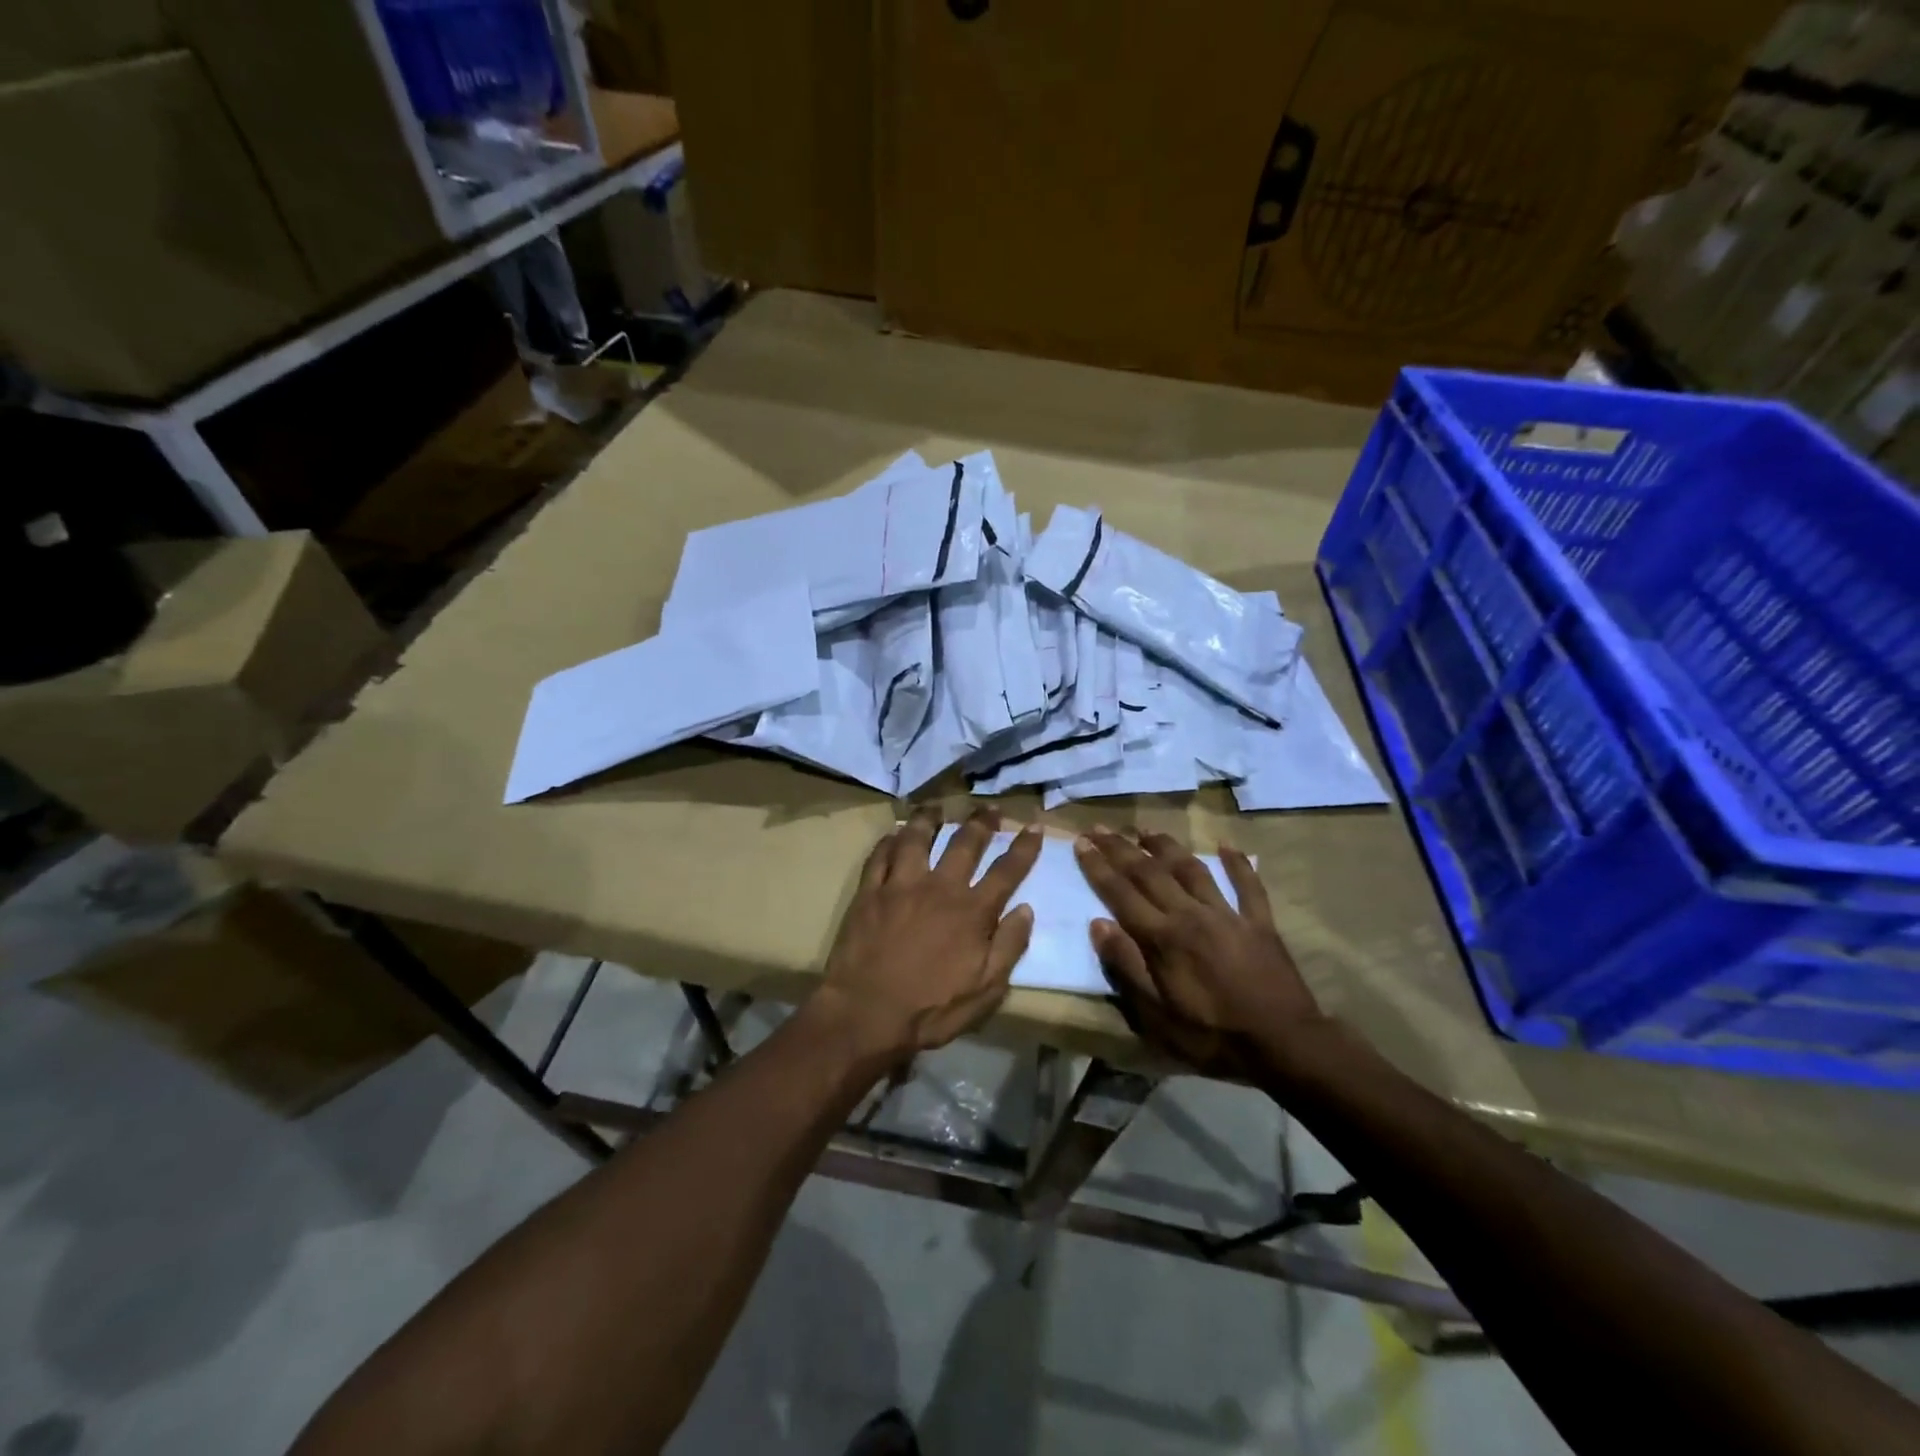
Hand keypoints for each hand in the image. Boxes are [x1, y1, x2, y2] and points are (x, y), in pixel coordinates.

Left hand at [814, 807, 1042, 1065]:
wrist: (867, 1014)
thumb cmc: (931, 1009)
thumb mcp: (985, 990)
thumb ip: (1009, 947)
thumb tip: (1025, 909)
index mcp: (972, 911)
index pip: (1006, 870)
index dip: (1024, 847)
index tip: (1033, 826)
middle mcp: (939, 888)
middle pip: (964, 843)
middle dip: (981, 822)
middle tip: (989, 807)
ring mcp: (901, 885)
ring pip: (918, 838)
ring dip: (930, 818)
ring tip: (937, 806)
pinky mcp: (870, 892)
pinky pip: (880, 856)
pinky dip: (889, 840)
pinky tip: (894, 833)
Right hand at [1074, 828, 1322, 1075]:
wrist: (1283, 1044)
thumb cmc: (1211, 1036)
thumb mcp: (1157, 1015)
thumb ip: (1126, 966)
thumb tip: (1097, 924)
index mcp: (1163, 938)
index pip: (1121, 893)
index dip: (1098, 866)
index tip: (1081, 842)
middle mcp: (1191, 914)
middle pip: (1150, 872)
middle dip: (1121, 848)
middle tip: (1099, 827)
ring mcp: (1228, 915)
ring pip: (1191, 869)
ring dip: (1166, 846)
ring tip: (1145, 829)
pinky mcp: (1259, 923)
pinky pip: (1247, 885)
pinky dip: (1237, 863)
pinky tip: (1226, 844)